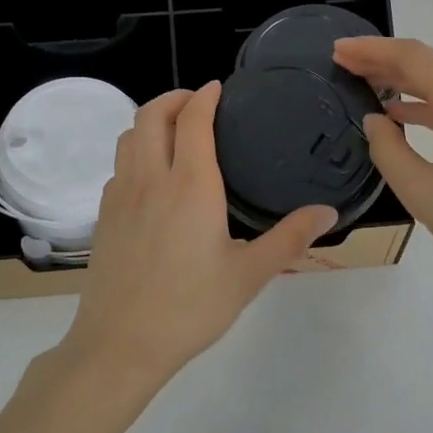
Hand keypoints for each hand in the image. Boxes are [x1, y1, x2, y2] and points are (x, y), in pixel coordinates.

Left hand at [61, 83, 337, 387]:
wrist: (121, 344)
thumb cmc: (190, 308)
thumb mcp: (249, 275)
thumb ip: (290, 238)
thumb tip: (328, 211)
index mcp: (190, 185)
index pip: (193, 120)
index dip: (205, 96)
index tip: (219, 88)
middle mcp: (150, 178)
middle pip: (151, 115)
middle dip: (174, 98)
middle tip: (198, 103)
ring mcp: (120, 195)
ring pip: (128, 137)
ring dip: (151, 121)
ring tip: (175, 131)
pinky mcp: (104, 216)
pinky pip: (118, 166)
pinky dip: (136, 152)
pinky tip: (153, 177)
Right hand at [331, 36, 432, 303]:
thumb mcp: (423, 194)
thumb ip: (389, 151)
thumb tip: (376, 120)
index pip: (413, 57)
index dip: (372, 49)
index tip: (338, 50)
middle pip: (431, 65)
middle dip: (385, 62)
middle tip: (344, 65)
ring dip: (407, 83)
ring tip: (367, 86)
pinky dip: (431, 104)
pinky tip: (406, 116)